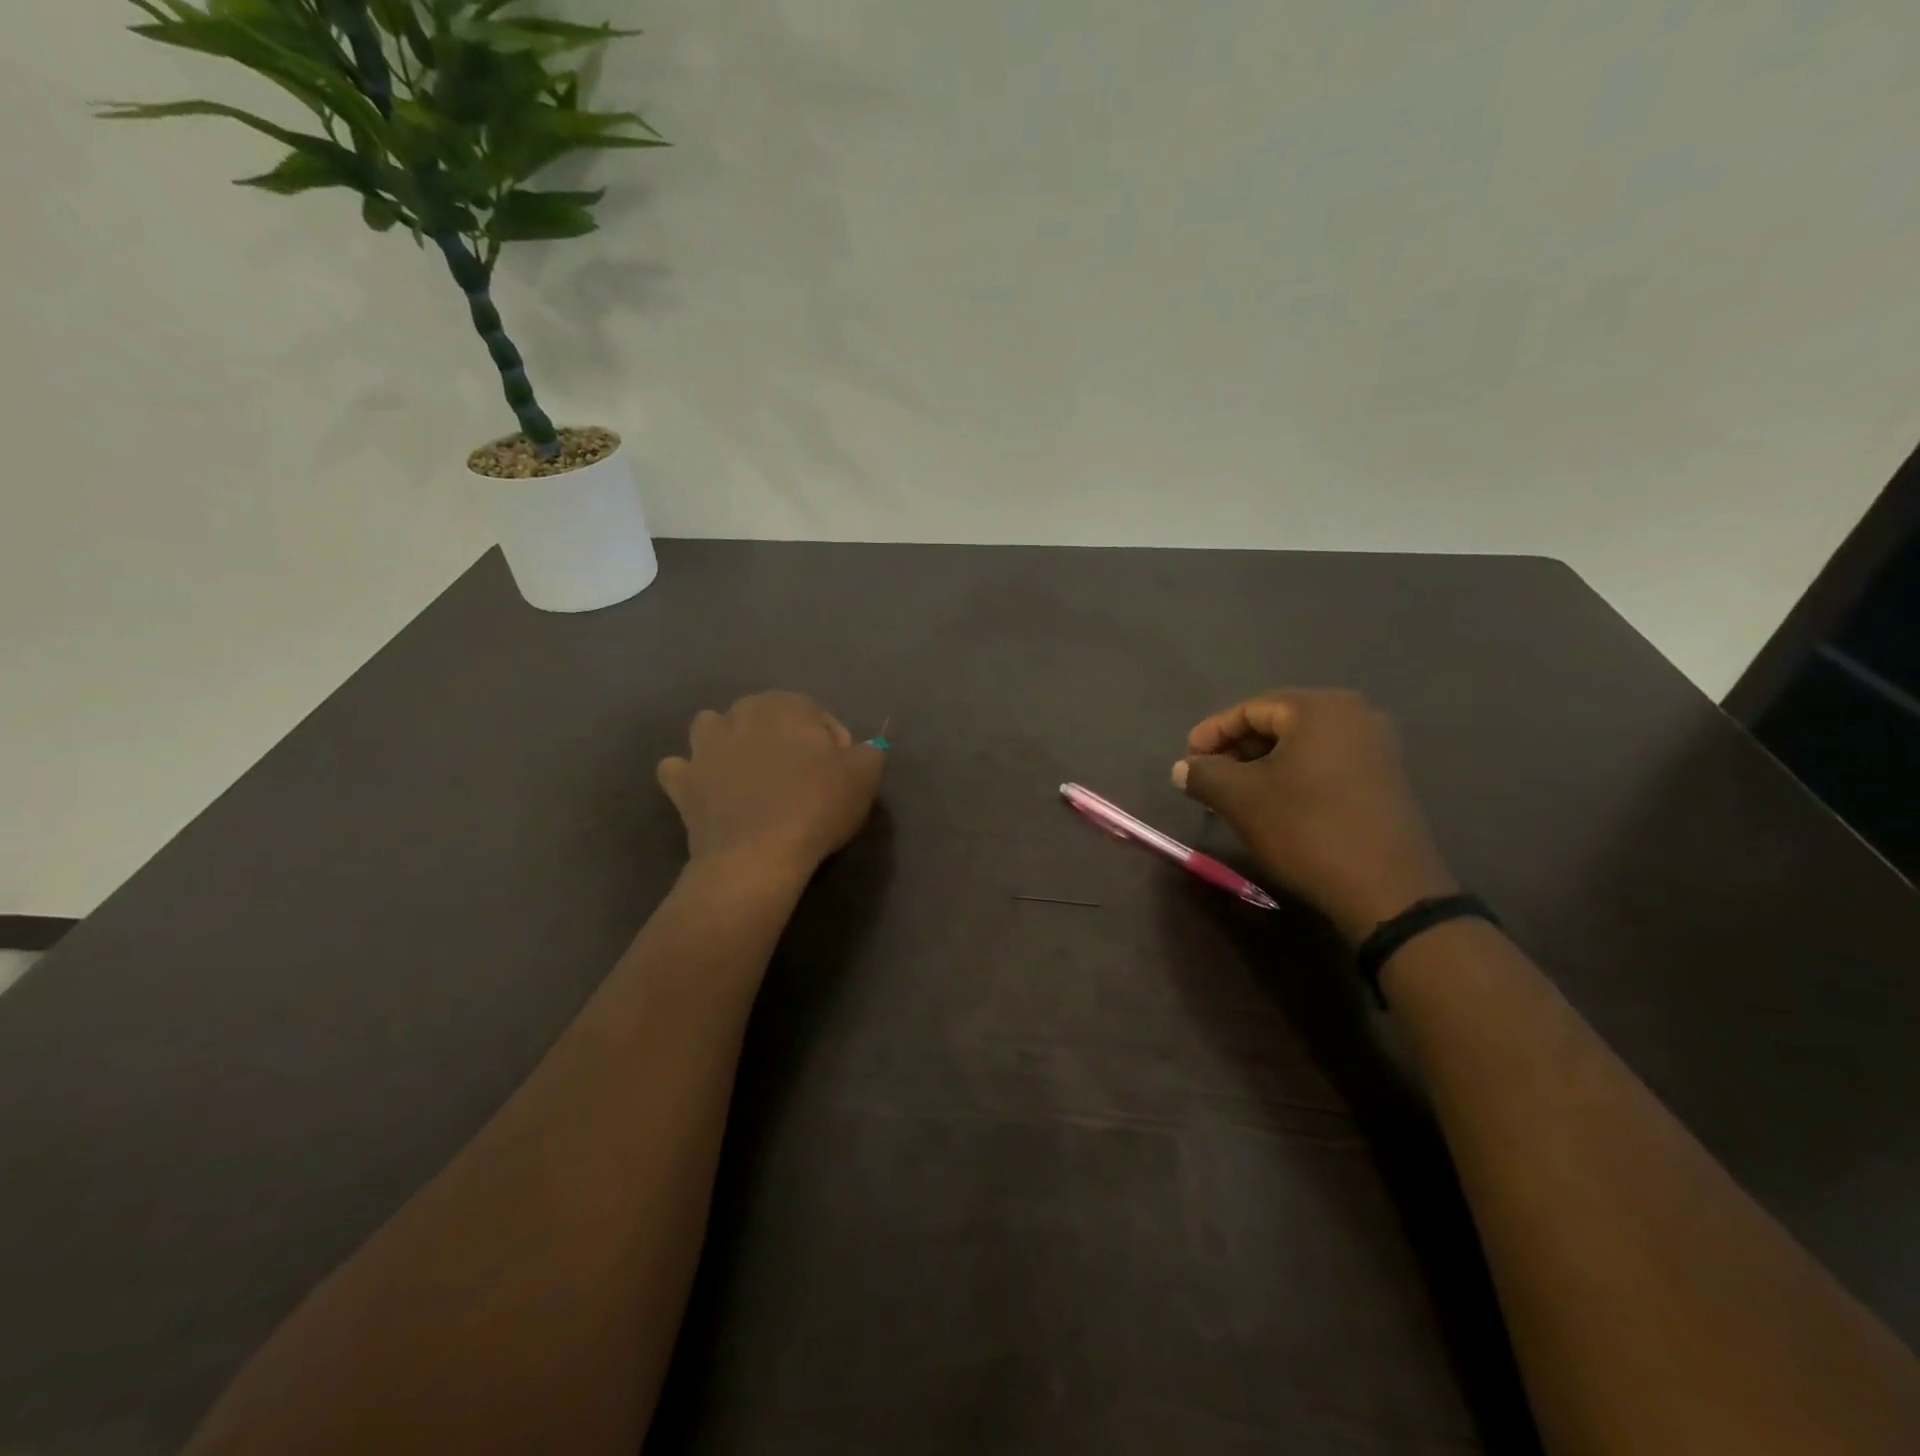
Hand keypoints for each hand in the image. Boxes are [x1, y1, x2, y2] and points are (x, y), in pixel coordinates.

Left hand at [658, 692, 884, 879]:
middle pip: (767, 719)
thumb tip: (860, 750)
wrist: (757, 856)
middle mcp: (738, 714)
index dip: (835, 745)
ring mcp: (703, 747)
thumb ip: (870, 752)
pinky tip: (709, 793)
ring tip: (752, 777)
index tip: (842, 776)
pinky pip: (680, 769)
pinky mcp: (682, 782)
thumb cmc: (816, 806)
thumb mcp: (866, 774)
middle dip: (784, 741)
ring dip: (729, 744)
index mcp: (784, 704)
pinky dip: (692, 777)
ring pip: (714, 730)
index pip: (818, 716)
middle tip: (803, 780)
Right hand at [1173, 690, 1456, 944]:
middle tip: (1207, 776)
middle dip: (1236, 749)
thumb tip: (1183, 768)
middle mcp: (1354, 714)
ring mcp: (1375, 746)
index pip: (1250, 709)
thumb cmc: (1306, 829)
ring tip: (1234, 793)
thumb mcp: (1240, 799)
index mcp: (1319, 708)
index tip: (1187, 760)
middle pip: (1277, 723)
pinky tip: (1273, 803)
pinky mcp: (1385, 778)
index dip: (1212, 733)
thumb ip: (1204, 774)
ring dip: (1262, 765)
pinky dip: (1292, 776)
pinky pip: (1325, 763)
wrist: (1387, 890)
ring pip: (1301, 745)